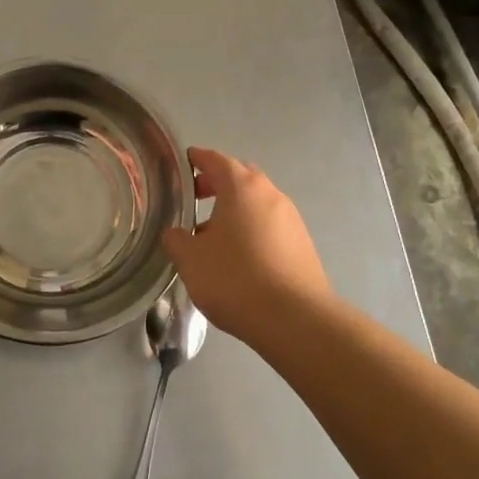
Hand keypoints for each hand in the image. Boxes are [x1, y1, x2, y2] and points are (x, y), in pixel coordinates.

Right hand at [160, 146, 332, 344]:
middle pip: (241, 178)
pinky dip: (251, 230)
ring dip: (235, 211)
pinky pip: (270, 226)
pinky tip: (238, 258)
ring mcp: (291, 219)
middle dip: (217, 184)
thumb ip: (176, 239)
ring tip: (212, 237)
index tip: (184, 163)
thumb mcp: (190, 259)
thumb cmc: (235, 279)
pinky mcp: (302, 244)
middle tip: (195, 201)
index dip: (197, 159)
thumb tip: (175, 232)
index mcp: (242, 187)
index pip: (216, 160)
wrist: (295, 319)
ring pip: (257, 203)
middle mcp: (270, 195)